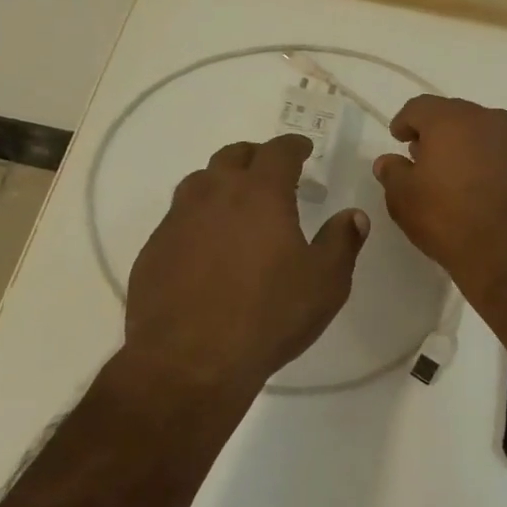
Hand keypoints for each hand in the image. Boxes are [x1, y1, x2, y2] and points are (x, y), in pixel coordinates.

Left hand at [125, 134, 368, 395]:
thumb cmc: (267, 316)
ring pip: (199, 182)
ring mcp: (178, 219)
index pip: (278, 151)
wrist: (188, 361)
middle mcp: (215, 193)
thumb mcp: (324, 283)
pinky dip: (197, 219)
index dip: (294, 146)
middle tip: (270, 170)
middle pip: (233, 156)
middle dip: (255, 156)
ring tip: (235, 203)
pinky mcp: (154, 248)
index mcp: (260, 193)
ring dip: (220, 182)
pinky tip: (205, 246)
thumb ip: (341, 242)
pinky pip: (178, 218)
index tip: (303, 149)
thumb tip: (353, 216)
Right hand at [372, 96, 506, 302]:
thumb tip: (388, 161)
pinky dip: (498, 166)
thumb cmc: (452, 221)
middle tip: (428, 158)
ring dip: (472, 148)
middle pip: (457, 116)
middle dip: (439, 134)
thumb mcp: (405, 201)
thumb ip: (393, 174)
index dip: (405, 121)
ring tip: (461, 177)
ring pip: (488, 134)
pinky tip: (493, 193)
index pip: (420, 107)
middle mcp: (489, 119)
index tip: (399, 138)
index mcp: (451, 120)